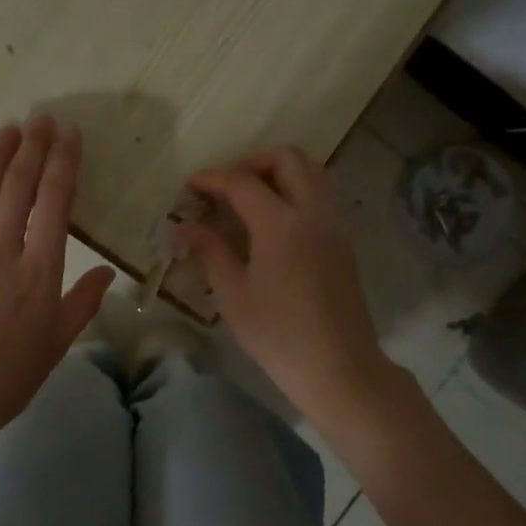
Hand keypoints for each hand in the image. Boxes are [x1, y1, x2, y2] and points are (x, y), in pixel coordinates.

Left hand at [0, 116, 115, 446]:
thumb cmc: (4, 380)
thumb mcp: (55, 346)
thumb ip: (82, 304)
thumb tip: (108, 270)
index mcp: (39, 273)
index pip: (55, 203)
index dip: (64, 163)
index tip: (70, 135)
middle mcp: (1, 252)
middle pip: (19, 186)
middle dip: (34, 147)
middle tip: (42, 118)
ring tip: (10, 129)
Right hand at [178, 147, 399, 432]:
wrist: (339, 367)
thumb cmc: (278, 335)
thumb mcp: (233, 293)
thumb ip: (210, 250)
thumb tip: (183, 227)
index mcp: (281, 223)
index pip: (242, 182)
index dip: (212, 179)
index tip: (189, 187)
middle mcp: (312, 212)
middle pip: (288, 159)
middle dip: (252, 163)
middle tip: (226, 188)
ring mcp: (334, 225)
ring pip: (311, 172)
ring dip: (278, 174)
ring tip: (248, 201)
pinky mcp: (343, 242)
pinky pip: (320, 196)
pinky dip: (295, 192)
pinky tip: (271, 223)